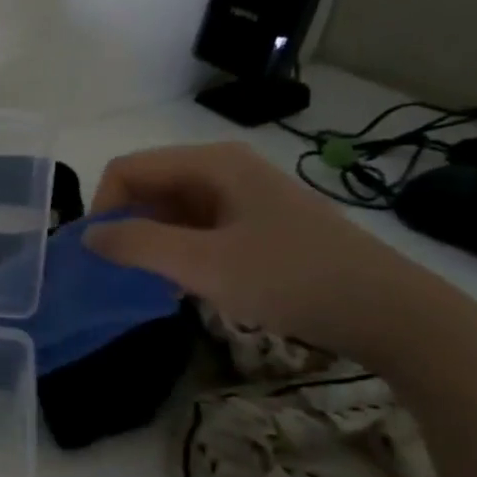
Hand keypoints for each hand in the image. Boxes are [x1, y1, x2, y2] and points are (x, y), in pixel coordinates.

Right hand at [83, 142, 457, 364]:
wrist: (389, 312)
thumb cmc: (291, 279)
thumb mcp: (204, 264)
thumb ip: (137, 245)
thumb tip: (88, 236)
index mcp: (211, 163)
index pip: (128, 170)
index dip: (103, 207)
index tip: (99, 255)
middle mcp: (224, 169)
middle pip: (148, 186)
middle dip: (125, 225)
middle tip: (119, 273)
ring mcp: (242, 196)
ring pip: (170, 209)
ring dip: (150, 241)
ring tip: (148, 282)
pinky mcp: (256, 223)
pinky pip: (196, 227)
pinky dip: (177, 250)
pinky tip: (183, 284)